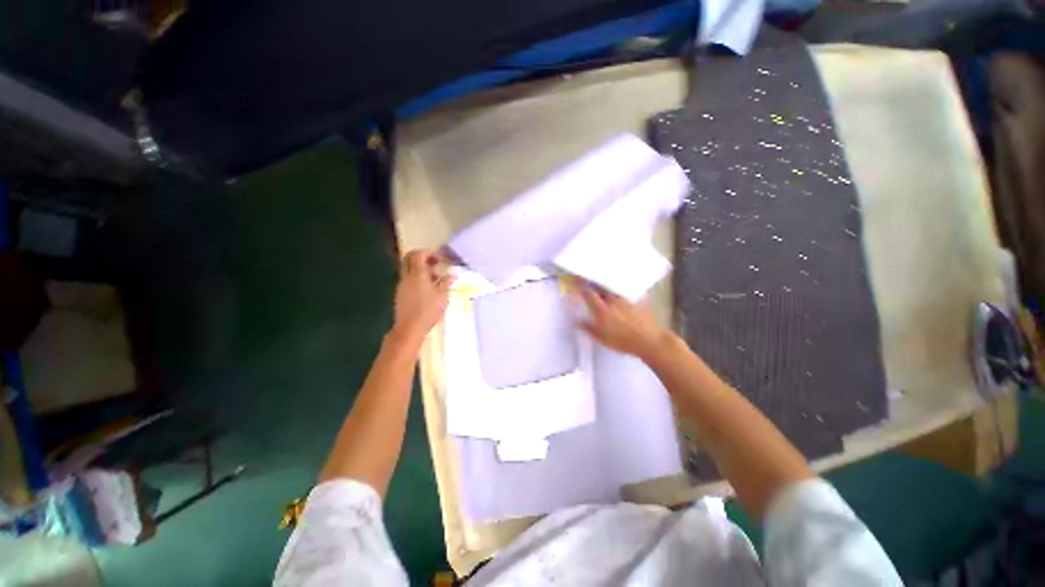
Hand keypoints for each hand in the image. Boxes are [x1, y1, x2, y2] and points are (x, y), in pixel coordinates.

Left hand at [391, 249, 451, 345]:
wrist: (409, 328)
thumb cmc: (428, 311)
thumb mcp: (442, 296)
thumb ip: (446, 282)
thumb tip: (451, 274)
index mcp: (417, 274)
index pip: (418, 254)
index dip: (428, 253)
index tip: (440, 259)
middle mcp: (407, 276)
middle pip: (409, 258)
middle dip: (422, 257)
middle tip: (435, 264)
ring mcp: (402, 285)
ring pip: (408, 268)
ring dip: (420, 268)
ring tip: (434, 278)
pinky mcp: (400, 293)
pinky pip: (408, 278)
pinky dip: (416, 277)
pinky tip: (427, 288)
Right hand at [576, 284, 668, 359]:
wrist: (649, 341)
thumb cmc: (623, 342)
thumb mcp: (602, 338)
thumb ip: (588, 328)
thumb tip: (577, 322)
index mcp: (602, 309)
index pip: (588, 293)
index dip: (581, 287)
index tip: (576, 281)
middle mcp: (613, 300)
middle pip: (601, 288)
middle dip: (594, 286)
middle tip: (590, 286)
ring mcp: (626, 299)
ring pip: (613, 290)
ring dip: (607, 290)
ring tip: (606, 293)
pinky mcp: (637, 300)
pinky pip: (626, 293)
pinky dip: (621, 294)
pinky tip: (621, 299)